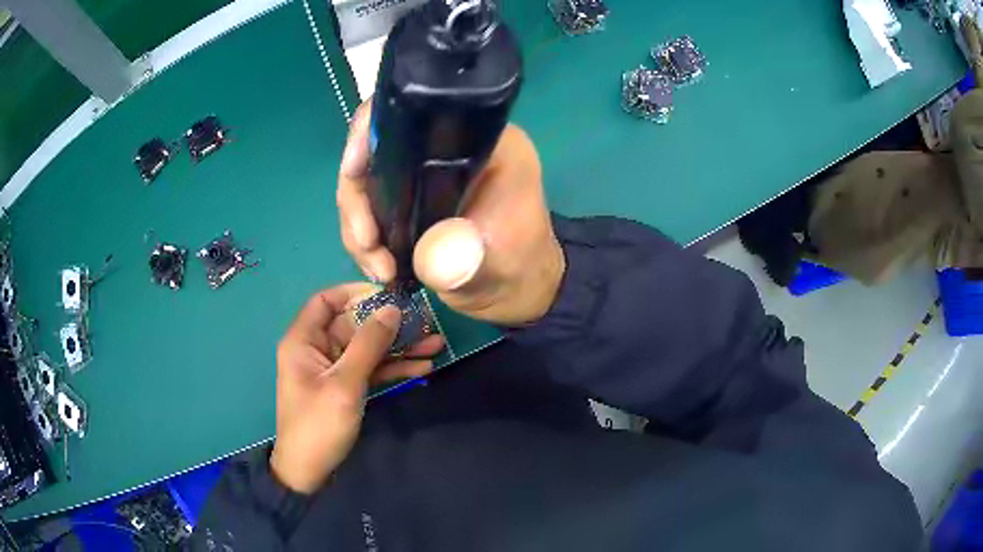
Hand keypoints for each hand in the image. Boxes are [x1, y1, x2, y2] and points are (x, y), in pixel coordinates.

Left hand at [271, 284, 443, 493]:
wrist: (309, 471)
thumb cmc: (318, 424)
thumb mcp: (344, 384)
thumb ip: (368, 345)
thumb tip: (392, 309)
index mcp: (304, 340)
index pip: (326, 300)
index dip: (356, 293)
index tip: (389, 294)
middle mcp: (318, 349)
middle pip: (354, 325)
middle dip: (389, 324)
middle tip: (425, 321)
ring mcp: (334, 370)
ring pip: (368, 348)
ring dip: (399, 347)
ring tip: (435, 344)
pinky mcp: (346, 387)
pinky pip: (371, 370)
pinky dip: (394, 368)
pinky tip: (423, 368)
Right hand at [337, 101, 565, 325]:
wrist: (518, 289)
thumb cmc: (519, 269)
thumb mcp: (497, 265)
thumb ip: (465, 259)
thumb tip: (426, 255)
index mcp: (481, 142)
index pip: (414, 112)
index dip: (371, 133)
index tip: (354, 172)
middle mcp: (449, 147)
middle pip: (377, 148)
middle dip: (358, 197)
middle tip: (365, 243)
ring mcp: (427, 172)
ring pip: (367, 181)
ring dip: (357, 224)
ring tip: (377, 267)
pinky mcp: (413, 195)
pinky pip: (372, 204)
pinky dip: (364, 234)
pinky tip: (376, 264)